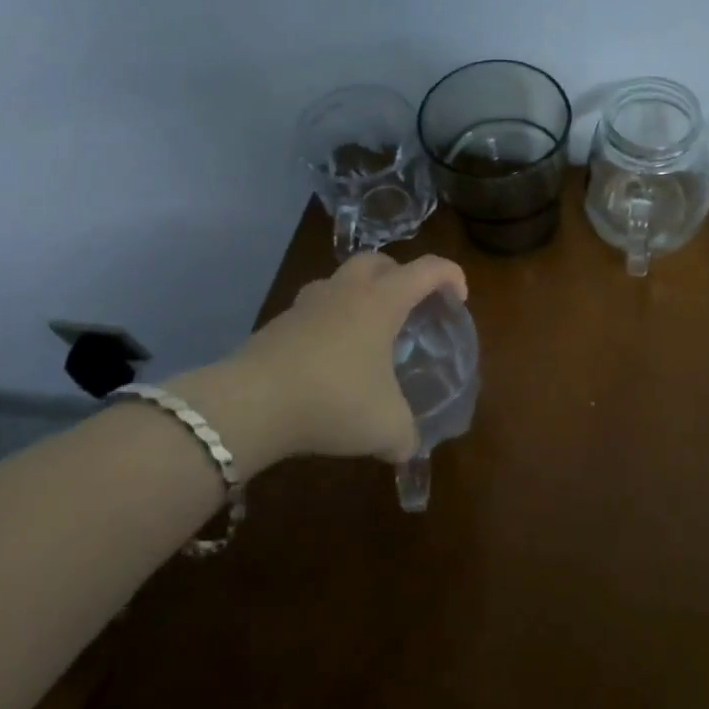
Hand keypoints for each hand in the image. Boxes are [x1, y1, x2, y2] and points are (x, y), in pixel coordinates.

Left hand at [173, 251, 467, 475]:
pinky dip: (329, 323)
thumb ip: (406, 436)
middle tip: (409, 306)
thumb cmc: (333, 400)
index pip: (427, 269)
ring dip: (359, 295)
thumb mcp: (386, 427)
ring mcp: (307, 304)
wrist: (250, 404)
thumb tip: (409, 448)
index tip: (459, 300)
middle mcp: (346, 291)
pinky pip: (313, 310)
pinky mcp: (277, 325)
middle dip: (400, 275)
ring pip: (340, 281)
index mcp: (382, 301)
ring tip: (367, 332)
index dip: (451, 276)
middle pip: (378, 260)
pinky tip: (330, 359)